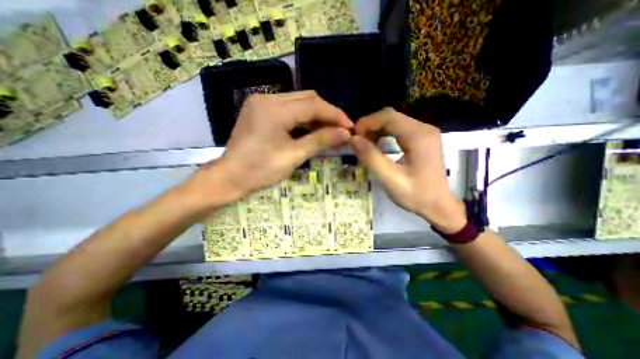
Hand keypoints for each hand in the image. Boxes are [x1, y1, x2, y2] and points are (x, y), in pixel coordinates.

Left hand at [190, 92, 351, 202]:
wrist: (229, 177)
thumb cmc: (260, 170)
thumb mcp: (293, 156)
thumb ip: (320, 140)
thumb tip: (345, 133)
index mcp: (274, 109)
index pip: (313, 105)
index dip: (334, 115)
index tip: (350, 126)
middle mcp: (267, 98)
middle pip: (307, 99)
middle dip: (327, 113)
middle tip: (341, 129)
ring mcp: (262, 103)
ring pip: (298, 103)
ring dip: (316, 116)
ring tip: (330, 131)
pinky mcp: (260, 110)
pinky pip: (288, 109)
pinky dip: (303, 119)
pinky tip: (312, 129)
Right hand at [350, 108, 465, 233]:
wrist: (439, 206)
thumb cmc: (416, 195)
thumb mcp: (390, 179)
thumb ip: (371, 158)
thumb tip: (352, 139)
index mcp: (418, 136)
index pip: (388, 116)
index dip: (367, 123)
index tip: (353, 138)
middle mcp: (423, 128)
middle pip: (390, 116)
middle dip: (370, 126)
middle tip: (357, 142)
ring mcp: (423, 132)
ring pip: (393, 122)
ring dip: (376, 130)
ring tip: (365, 145)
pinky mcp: (421, 139)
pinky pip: (398, 129)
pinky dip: (384, 134)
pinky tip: (377, 145)